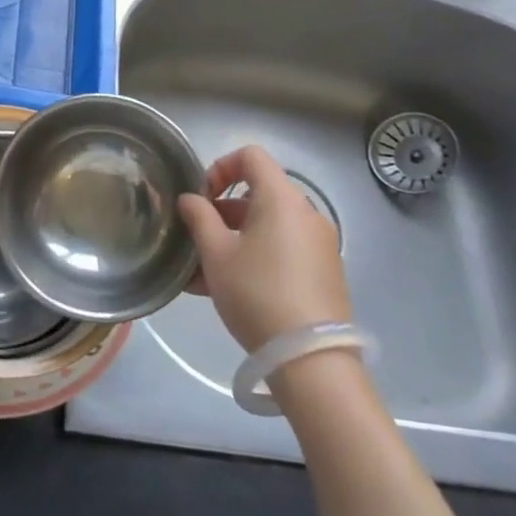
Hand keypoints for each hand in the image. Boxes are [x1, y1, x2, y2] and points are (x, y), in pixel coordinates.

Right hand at [177, 145, 349, 353]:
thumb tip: (191, 199)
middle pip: (259, 194)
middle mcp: (306, 214)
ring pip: (268, 227)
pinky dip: (255, 258)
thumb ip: (199, 218)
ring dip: (234, 239)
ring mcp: (319, 245)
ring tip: (203, 273)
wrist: (311, 359)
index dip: (220, 167)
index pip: (251, 156)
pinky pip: (282, 251)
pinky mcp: (324, 273)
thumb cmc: (257, 293)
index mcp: (281, 199)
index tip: (202, 198)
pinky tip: (227, 290)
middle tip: (198, 239)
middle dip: (222, 211)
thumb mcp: (216, 254)